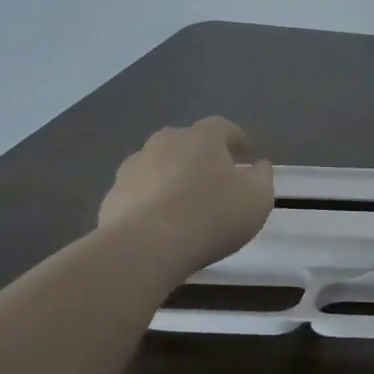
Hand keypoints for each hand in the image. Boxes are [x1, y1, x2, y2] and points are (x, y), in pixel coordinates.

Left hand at [98, 118, 274, 266]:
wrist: (146, 247)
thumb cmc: (212, 215)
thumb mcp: (257, 198)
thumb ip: (262, 177)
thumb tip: (259, 166)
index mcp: (201, 138)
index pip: (221, 126)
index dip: (235, 138)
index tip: (245, 153)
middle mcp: (164, 143)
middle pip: (185, 142)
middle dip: (200, 155)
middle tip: (215, 178)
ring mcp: (132, 168)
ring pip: (158, 165)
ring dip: (172, 177)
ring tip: (185, 203)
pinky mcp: (112, 197)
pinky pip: (138, 193)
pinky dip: (151, 201)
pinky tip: (161, 224)